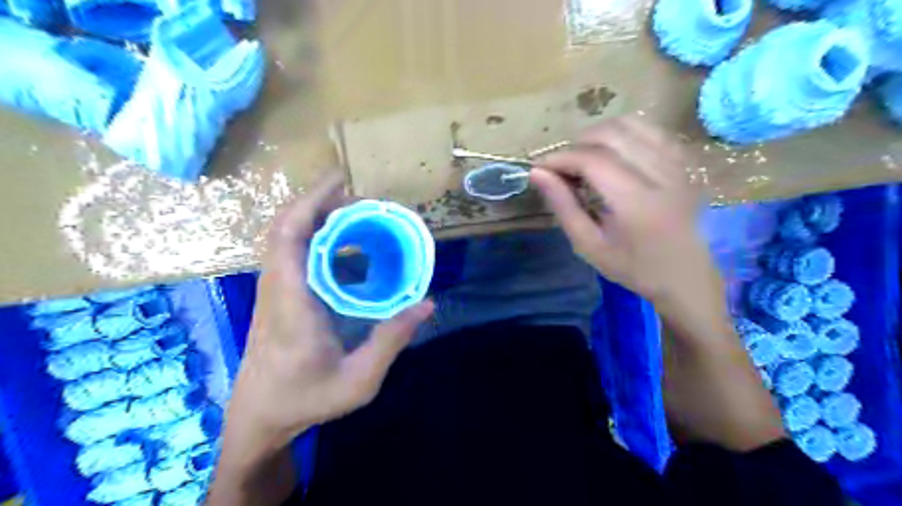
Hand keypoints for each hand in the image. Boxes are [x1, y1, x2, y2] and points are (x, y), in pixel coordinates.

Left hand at [228, 175, 434, 449]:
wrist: (260, 416)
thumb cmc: (307, 399)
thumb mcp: (359, 380)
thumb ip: (392, 340)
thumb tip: (427, 303)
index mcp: (292, 305)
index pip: (288, 239)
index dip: (311, 203)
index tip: (342, 182)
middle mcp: (276, 289)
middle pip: (284, 228)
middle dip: (319, 202)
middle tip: (361, 199)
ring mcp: (272, 291)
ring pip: (284, 238)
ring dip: (316, 217)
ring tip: (357, 215)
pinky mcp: (277, 296)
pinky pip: (291, 253)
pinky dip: (316, 237)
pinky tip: (346, 246)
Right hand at [530, 116, 723, 309]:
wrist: (686, 275)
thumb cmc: (633, 267)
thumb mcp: (589, 245)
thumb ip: (563, 206)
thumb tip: (537, 173)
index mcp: (636, 202)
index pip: (592, 159)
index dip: (560, 157)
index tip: (539, 168)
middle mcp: (661, 173)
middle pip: (610, 134)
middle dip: (576, 144)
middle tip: (562, 168)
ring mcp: (678, 162)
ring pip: (631, 124)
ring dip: (598, 135)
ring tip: (584, 159)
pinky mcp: (685, 160)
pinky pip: (649, 129)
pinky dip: (623, 134)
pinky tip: (612, 154)